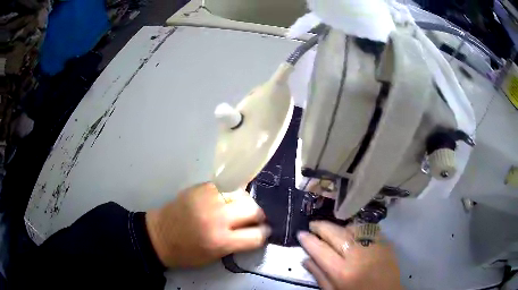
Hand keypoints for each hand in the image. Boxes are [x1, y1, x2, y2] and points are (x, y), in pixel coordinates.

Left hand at [145, 182, 270, 267]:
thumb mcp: (215, 256)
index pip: (257, 235)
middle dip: (258, 216)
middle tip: (252, 219)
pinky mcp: (200, 188)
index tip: (263, 232)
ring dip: (244, 202)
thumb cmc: (187, 253)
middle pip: (253, 209)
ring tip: (238, 208)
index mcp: (221, 241)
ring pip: (242, 194)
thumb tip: (254, 230)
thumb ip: (237, 243)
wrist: (159, 236)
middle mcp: (217, 218)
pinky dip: (230, 194)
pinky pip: (225, 187)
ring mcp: (208, 200)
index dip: (263, 234)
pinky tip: (224, 200)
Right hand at [298, 221, 401, 289]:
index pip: (321, 250)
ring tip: (333, 230)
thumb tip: (306, 259)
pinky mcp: (385, 243)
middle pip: (336, 234)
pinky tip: (352, 232)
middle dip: (321, 226)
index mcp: (342, 272)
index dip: (308, 240)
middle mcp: (358, 256)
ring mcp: (374, 247)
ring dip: (340, 226)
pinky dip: (356, 228)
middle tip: (313, 224)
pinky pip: (368, 229)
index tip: (301, 233)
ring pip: (353, 227)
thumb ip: (319, 276)